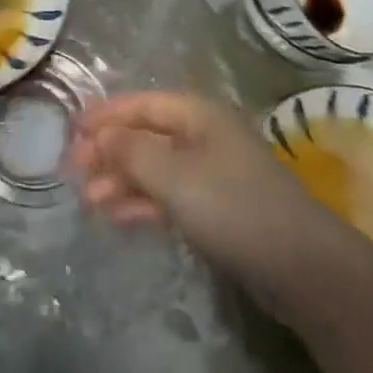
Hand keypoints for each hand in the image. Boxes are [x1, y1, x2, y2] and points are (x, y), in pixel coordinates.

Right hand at [72, 92, 348, 292]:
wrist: (302, 267)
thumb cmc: (232, 205)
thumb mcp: (173, 175)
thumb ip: (131, 151)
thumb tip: (100, 136)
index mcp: (197, 113)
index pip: (141, 104)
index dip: (105, 115)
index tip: (70, 131)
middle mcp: (203, 134)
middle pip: (146, 135)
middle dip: (109, 152)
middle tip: (72, 172)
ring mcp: (211, 172)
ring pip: (155, 167)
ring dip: (121, 181)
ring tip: (88, 201)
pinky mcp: (217, 207)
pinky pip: (169, 195)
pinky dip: (143, 202)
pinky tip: (117, 216)